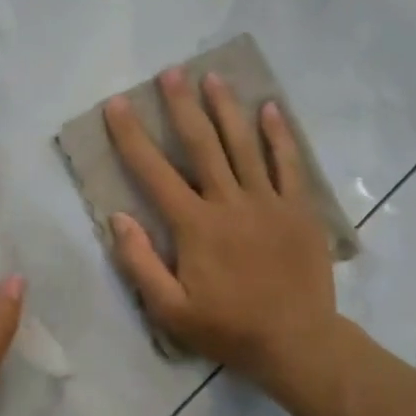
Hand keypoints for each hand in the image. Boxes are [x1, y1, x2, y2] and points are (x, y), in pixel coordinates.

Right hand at [105, 68, 340, 399]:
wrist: (297, 343)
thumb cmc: (228, 328)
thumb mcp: (170, 310)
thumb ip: (140, 263)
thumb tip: (117, 217)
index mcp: (195, 225)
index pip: (154, 171)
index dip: (131, 136)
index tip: (117, 105)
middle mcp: (229, 202)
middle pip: (202, 144)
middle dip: (182, 105)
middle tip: (170, 72)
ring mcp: (268, 202)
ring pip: (243, 145)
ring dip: (226, 108)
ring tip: (212, 77)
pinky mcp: (298, 209)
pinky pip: (288, 164)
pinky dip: (279, 135)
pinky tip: (270, 108)